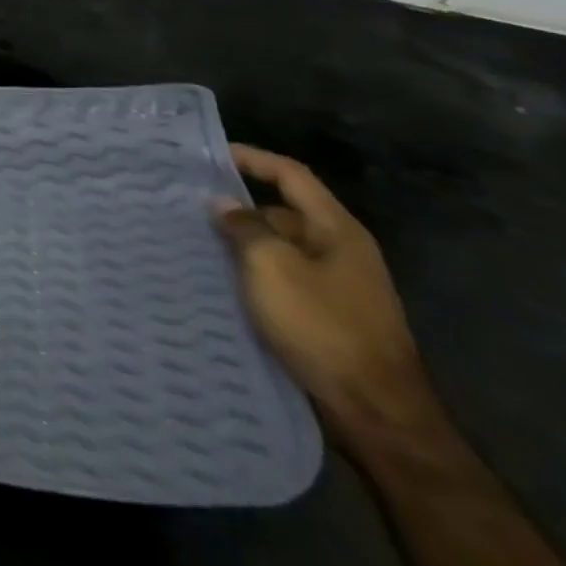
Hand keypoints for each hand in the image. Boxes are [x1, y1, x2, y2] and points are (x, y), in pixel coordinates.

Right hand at [214, 144, 439, 445]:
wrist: (375, 411)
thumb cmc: (322, 325)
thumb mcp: (271, 267)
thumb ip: (244, 228)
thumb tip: (224, 203)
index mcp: (337, 230)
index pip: (291, 175)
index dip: (252, 159)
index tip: (209, 154)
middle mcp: (342, 251)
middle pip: (284, 212)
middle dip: (239, 207)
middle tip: (190, 206)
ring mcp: (338, 286)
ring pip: (280, 248)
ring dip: (243, 243)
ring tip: (196, 242)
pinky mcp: (328, 316)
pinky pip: (283, 278)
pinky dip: (253, 273)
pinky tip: (223, 282)